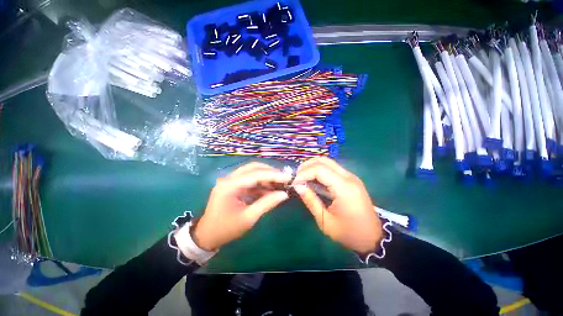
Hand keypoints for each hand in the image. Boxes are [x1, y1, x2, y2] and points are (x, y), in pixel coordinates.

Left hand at [181, 162, 291, 250]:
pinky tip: (270, 189)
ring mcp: (231, 181)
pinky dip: (261, 183)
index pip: (256, 174)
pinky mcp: (233, 185)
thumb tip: (284, 194)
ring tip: (280, 184)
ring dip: (266, 177)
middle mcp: (229, 178)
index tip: (288, 178)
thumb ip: (267, 204)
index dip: (273, 175)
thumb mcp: (248, 218)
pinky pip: (249, 180)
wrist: (206, 236)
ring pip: (252, 172)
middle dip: (270, 172)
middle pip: (253, 168)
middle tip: (284, 179)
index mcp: (230, 185)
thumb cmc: (226, 229)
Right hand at [293, 157, 382, 254]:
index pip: (320, 170)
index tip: (294, 183)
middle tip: (297, 177)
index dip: (304, 173)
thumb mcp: (326, 221)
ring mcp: (351, 177)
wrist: (374, 238)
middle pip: (324, 161)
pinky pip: (332, 169)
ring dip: (312, 166)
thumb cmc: (349, 233)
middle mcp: (349, 177)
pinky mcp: (350, 179)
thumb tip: (298, 186)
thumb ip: (311, 201)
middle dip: (307, 166)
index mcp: (344, 188)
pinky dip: (319, 170)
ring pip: (328, 162)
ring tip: (302, 177)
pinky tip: (313, 179)